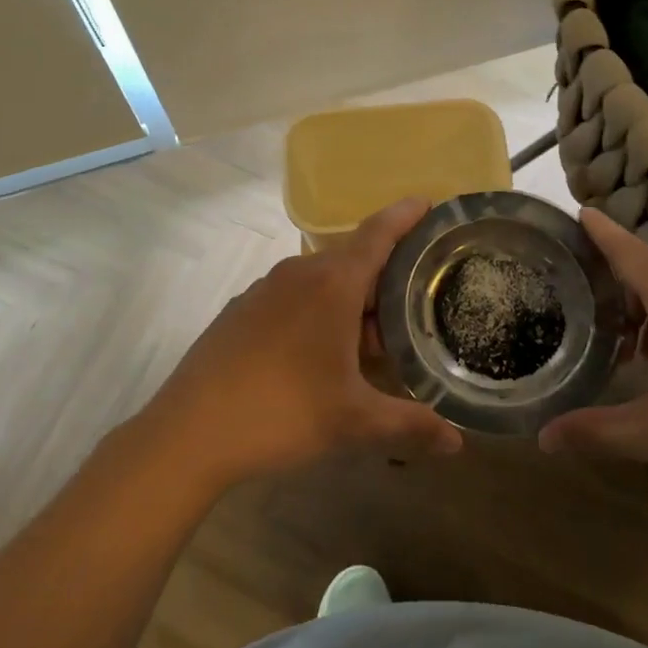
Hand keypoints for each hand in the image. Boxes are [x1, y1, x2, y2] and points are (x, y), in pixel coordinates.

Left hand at [141, 198, 462, 490]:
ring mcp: (264, 290)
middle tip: (416, 303)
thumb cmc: (282, 413)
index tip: (428, 202)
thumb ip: (410, 425)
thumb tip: (459, 445)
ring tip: (373, 337)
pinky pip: (293, 297)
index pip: (378, 233)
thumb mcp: (354, 421)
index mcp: (332, 284)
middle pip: (353, 260)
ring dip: (351, 301)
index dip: (405, 215)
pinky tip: (320, 353)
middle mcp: (298, 273)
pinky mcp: (240, 311)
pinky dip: (318, 311)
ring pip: (321, 281)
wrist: (188, 433)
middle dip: (385, 278)